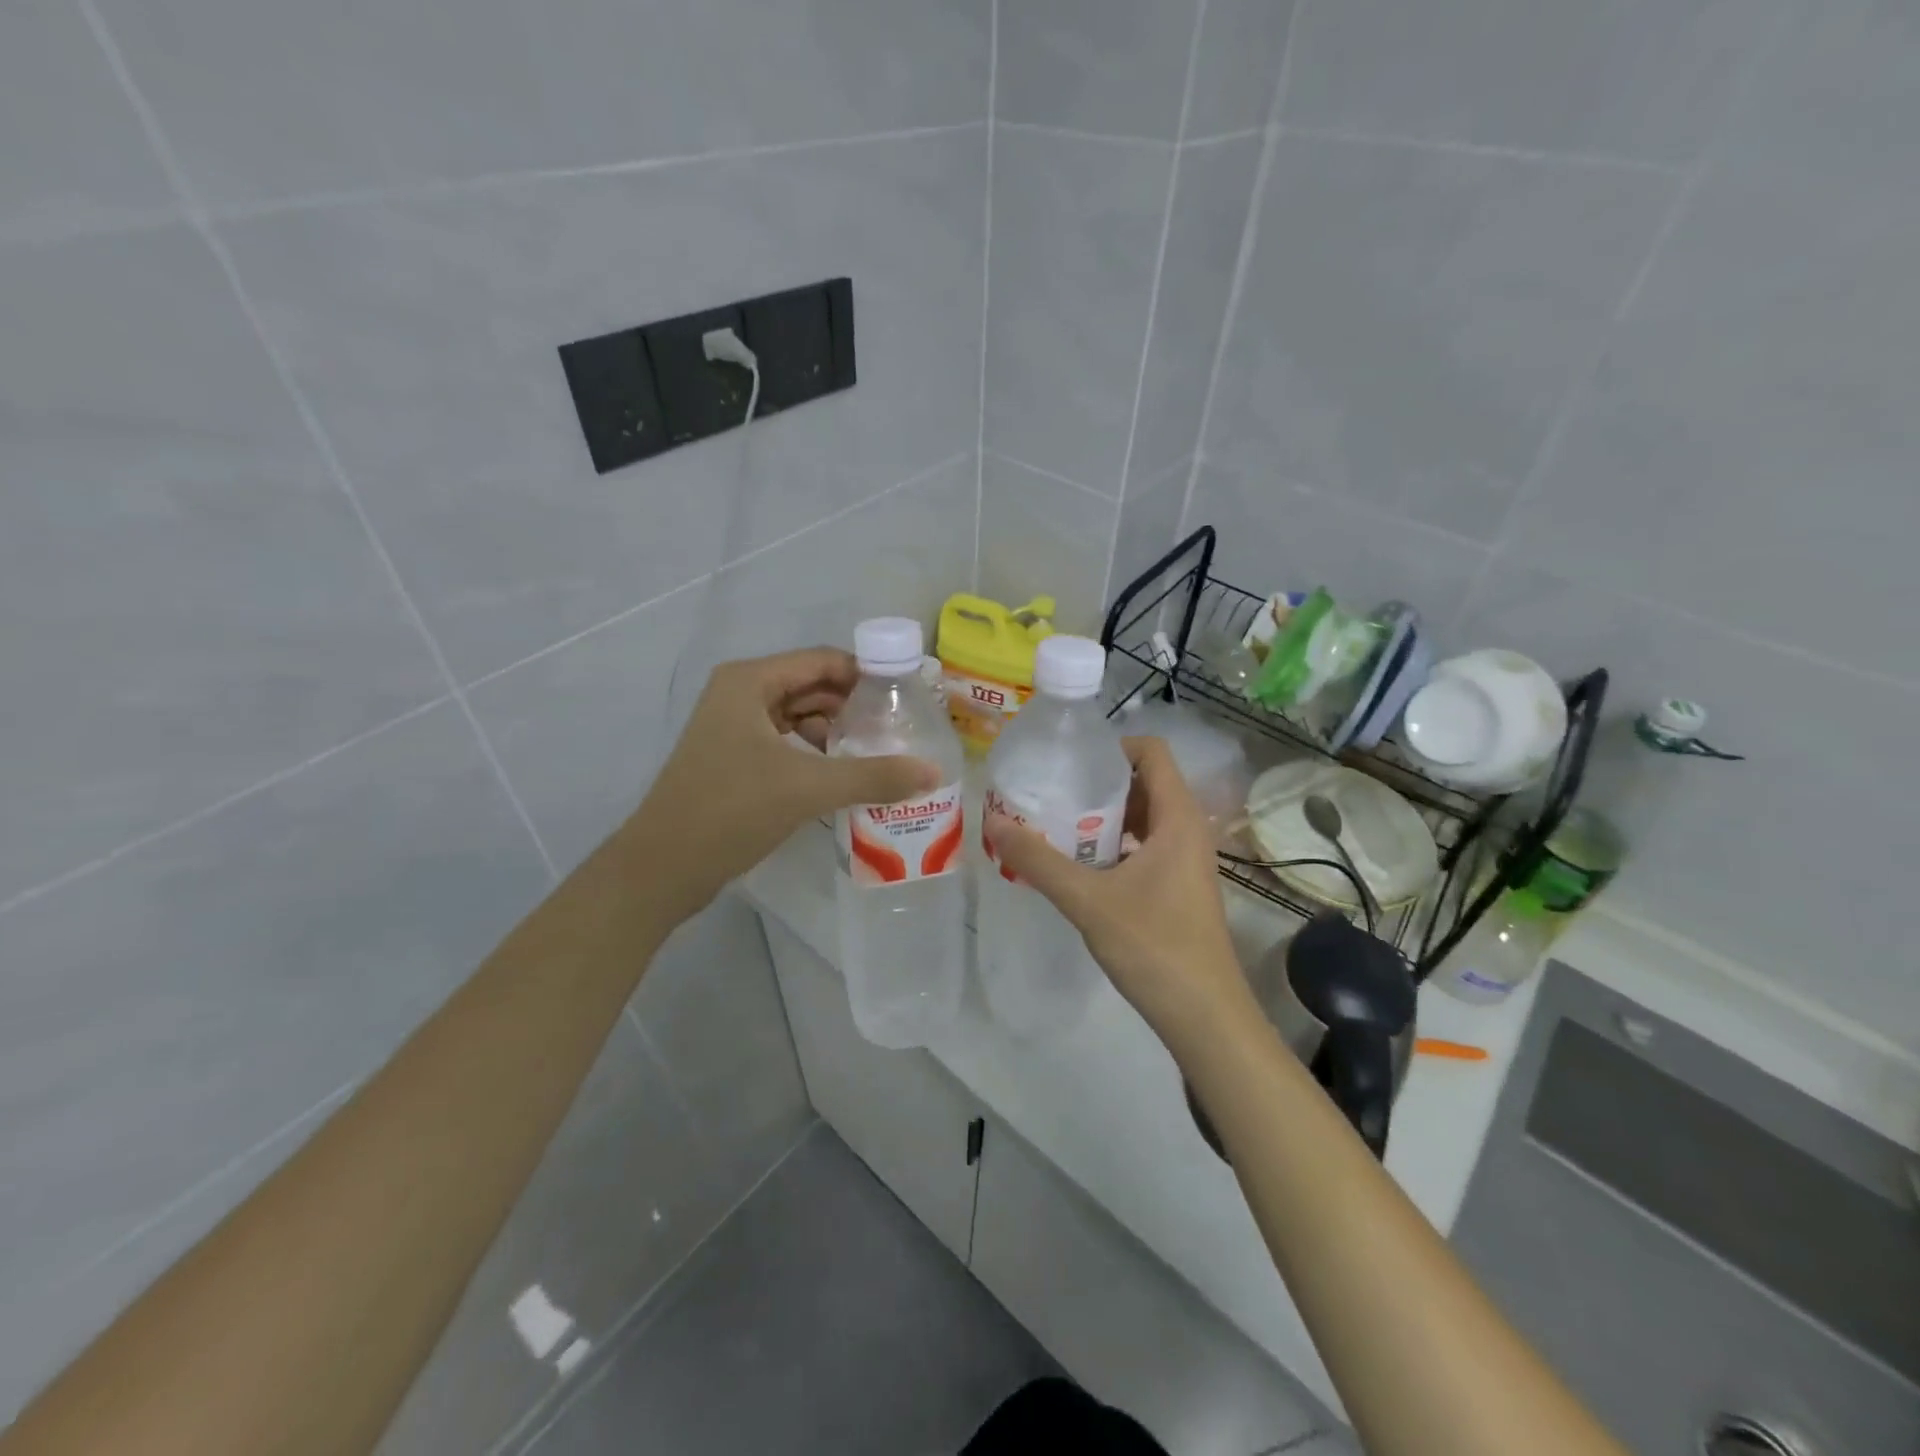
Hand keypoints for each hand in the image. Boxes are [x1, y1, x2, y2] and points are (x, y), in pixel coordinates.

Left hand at [628, 647, 940, 922]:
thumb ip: (873, 776)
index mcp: (750, 681)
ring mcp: (733, 728)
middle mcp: (739, 694)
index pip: (822, 661)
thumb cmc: (731, 810)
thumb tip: (934, 772)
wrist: (663, 867)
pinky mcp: (733, 759)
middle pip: (812, 686)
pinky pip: (785, 742)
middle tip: (899, 730)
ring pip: (798, 716)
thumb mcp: (808, 788)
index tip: (907, 697)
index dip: (867, 674)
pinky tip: (842, 775)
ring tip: (877, 754)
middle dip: (854, 706)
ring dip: (836, 732)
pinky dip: (814, 753)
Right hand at [985, 736, 1258, 1055]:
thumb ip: (1039, 861)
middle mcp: (1188, 829)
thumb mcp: (1088, 900)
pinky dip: (1114, 844)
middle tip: (1052, 793)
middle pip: (1144, 782)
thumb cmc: (1154, 946)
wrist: (1204, 1016)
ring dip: (1104, 816)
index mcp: (1178, 817)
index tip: (1068, 762)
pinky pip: (1145, 846)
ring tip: (1058, 826)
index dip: (1111, 747)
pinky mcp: (1180, 886)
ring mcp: (1187, 860)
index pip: (1152, 752)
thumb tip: (995, 823)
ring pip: (1143, 817)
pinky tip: (1079, 866)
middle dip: (1098, 783)